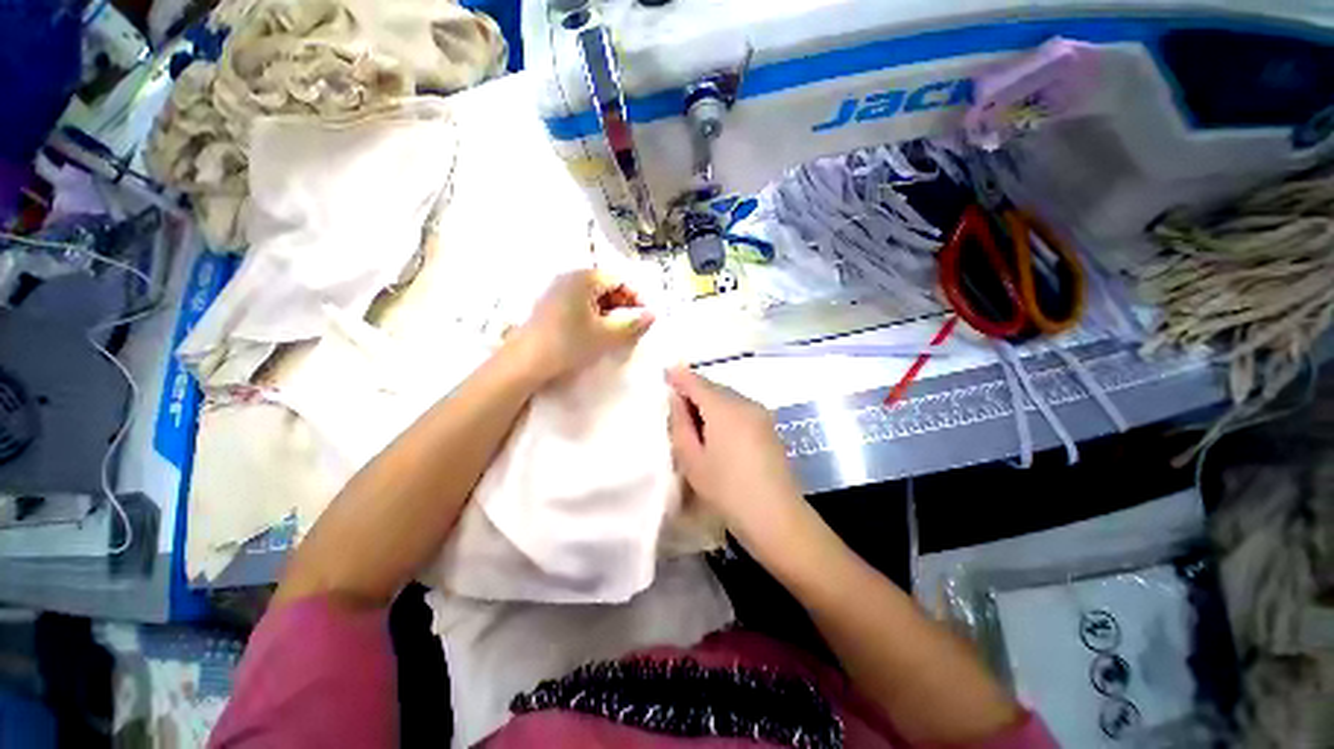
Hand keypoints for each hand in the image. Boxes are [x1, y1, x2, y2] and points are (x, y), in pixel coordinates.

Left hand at [511, 269, 653, 383]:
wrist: (525, 362)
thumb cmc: (568, 344)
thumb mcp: (606, 336)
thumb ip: (633, 324)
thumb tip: (653, 315)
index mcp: (584, 278)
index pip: (620, 279)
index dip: (636, 296)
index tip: (645, 316)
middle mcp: (569, 278)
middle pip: (606, 285)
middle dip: (624, 305)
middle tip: (633, 326)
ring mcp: (557, 290)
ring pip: (594, 296)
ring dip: (610, 312)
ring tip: (617, 332)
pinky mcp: (550, 305)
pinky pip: (581, 304)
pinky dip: (595, 315)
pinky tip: (597, 333)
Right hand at [666, 366, 806, 545]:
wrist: (777, 517)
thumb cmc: (727, 490)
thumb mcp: (692, 460)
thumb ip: (680, 424)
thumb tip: (676, 398)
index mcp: (724, 408)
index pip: (697, 382)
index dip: (679, 376)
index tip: (665, 373)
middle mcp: (745, 402)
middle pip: (714, 388)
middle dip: (694, 390)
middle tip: (675, 405)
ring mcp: (761, 413)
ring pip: (728, 397)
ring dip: (710, 402)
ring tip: (694, 421)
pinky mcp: (769, 425)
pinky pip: (740, 408)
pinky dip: (724, 411)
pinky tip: (717, 431)